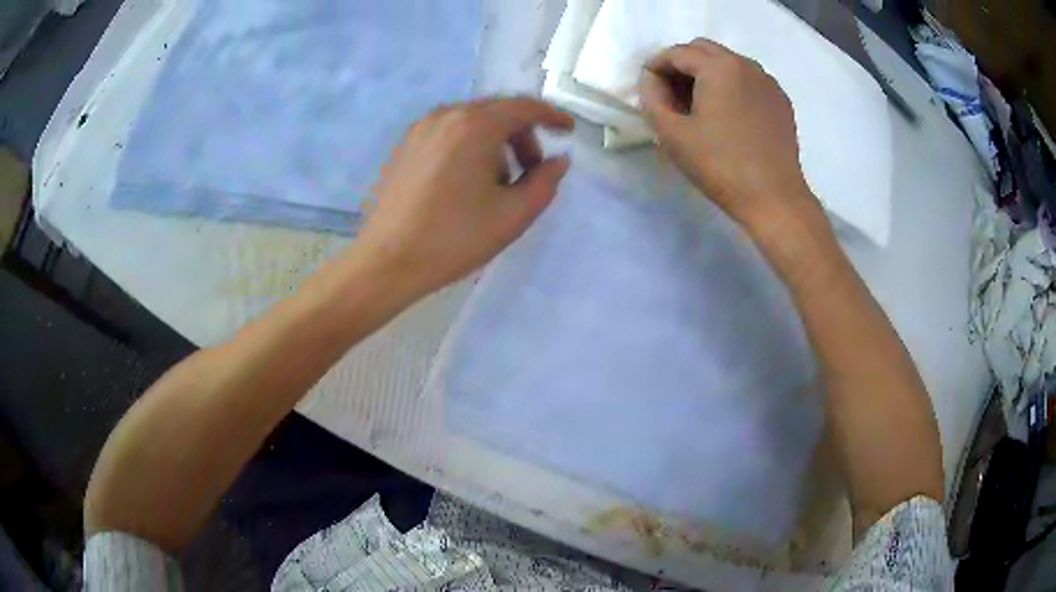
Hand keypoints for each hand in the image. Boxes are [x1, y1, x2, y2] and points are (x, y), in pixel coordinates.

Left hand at [354, 98, 573, 298]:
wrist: (387, 261)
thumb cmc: (454, 238)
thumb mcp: (513, 215)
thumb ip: (545, 182)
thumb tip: (558, 161)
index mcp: (475, 125)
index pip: (524, 106)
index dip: (552, 115)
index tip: (568, 130)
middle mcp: (446, 115)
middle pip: (497, 111)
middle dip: (522, 135)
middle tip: (532, 170)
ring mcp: (420, 128)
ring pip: (471, 122)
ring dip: (495, 142)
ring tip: (497, 183)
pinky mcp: (405, 145)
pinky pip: (448, 133)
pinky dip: (469, 146)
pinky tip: (466, 182)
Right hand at [640, 39, 820, 227]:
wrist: (775, 199)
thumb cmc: (721, 166)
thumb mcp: (672, 134)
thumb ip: (652, 98)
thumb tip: (651, 79)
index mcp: (718, 67)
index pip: (677, 53)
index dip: (655, 67)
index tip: (649, 90)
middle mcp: (746, 64)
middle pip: (703, 49)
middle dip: (681, 65)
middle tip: (672, 95)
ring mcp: (767, 81)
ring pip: (728, 62)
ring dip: (707, 74)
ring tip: (699, 106)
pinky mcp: (780, 100)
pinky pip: (748, 80)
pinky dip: (731, 86)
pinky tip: (727, 115)